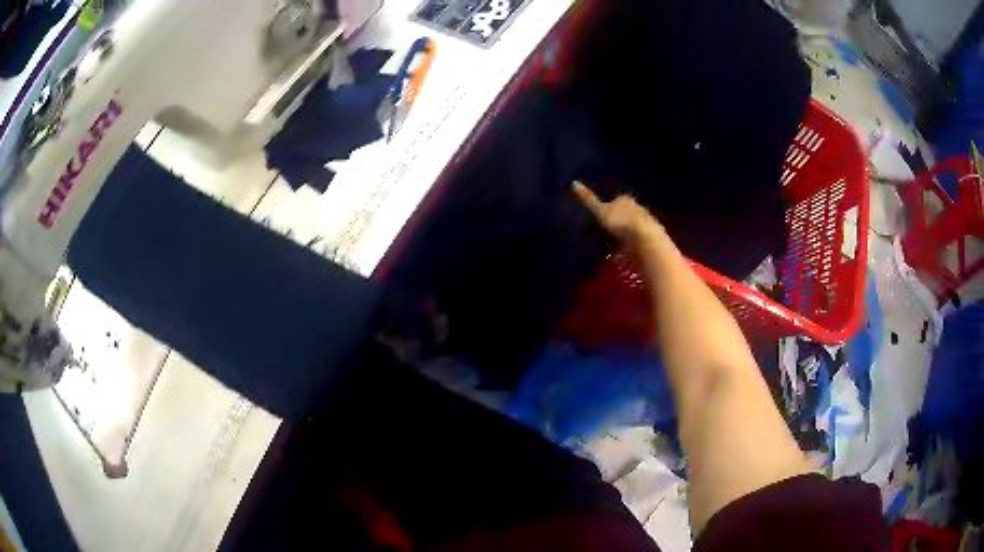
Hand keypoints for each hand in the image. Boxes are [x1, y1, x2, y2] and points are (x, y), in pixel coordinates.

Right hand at [572, 181, 666, 247]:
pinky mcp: (648, 239)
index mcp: (625, 199)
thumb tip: (574, 182)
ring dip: (625, 232)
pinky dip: (631, 244)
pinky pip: (637, 240)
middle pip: (626, 212)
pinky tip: (624, 251)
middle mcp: (637, 208)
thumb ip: (588, 199)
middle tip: (607, 229)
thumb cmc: (621, 221)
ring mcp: (645, 224)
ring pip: (632, 226)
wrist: (645, 239)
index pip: (617, 199)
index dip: (610, 206)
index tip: (602, 214)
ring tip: (614, 243)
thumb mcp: (600, 211)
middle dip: (619, 219)